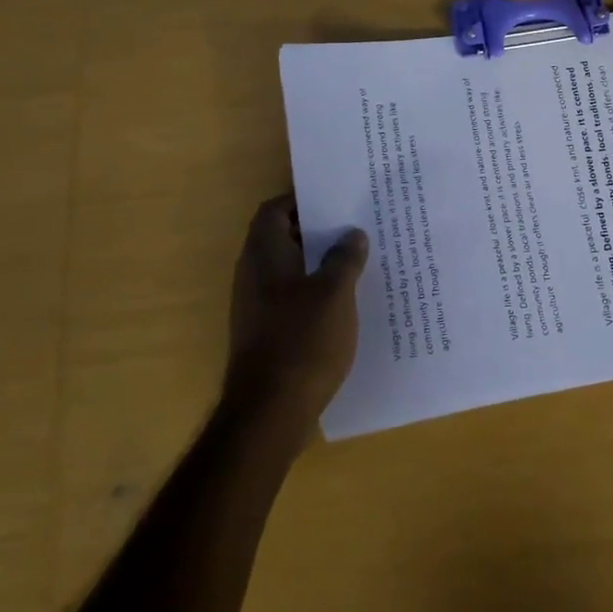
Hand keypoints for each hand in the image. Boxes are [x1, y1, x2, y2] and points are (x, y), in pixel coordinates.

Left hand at [223, 195, 369, 439]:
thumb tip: (351, 234)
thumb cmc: (302, 340)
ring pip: (290, 270)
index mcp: (264, 255)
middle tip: (356, 226)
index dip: (302, 199)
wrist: (269, 412)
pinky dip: (315, 292)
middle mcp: (253, 274)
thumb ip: (344, 258)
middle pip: (283, 238)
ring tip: (359, 260)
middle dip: (317, 231)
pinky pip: (292, 298)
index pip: (275, 210)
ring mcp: (256, 306)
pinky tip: (346, 302)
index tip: (335, 199)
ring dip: (319, 263)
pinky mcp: (266, 333)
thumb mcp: (334, 293)